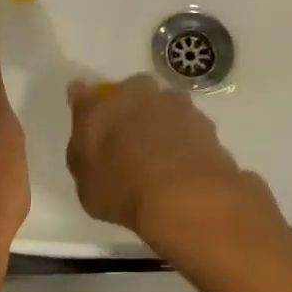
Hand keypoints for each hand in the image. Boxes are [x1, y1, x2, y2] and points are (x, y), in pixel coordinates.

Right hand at [64, 76, 280, 255]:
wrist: (185, 198)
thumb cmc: (121, 185)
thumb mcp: (83, 172)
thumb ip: (81, 133)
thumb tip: (80, 94)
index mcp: (114, 97)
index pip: (99, 96)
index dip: (99, 113)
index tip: (98, 135)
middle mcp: (150, 94)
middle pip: (138, 99)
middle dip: (134, 116)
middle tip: (128, 149)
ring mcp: (185, 109)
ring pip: (167, 114)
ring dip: (163, 130)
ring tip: (158, 166)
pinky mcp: (211, 131)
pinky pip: (189, 136)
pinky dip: (184, 148)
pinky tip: (180, 173)